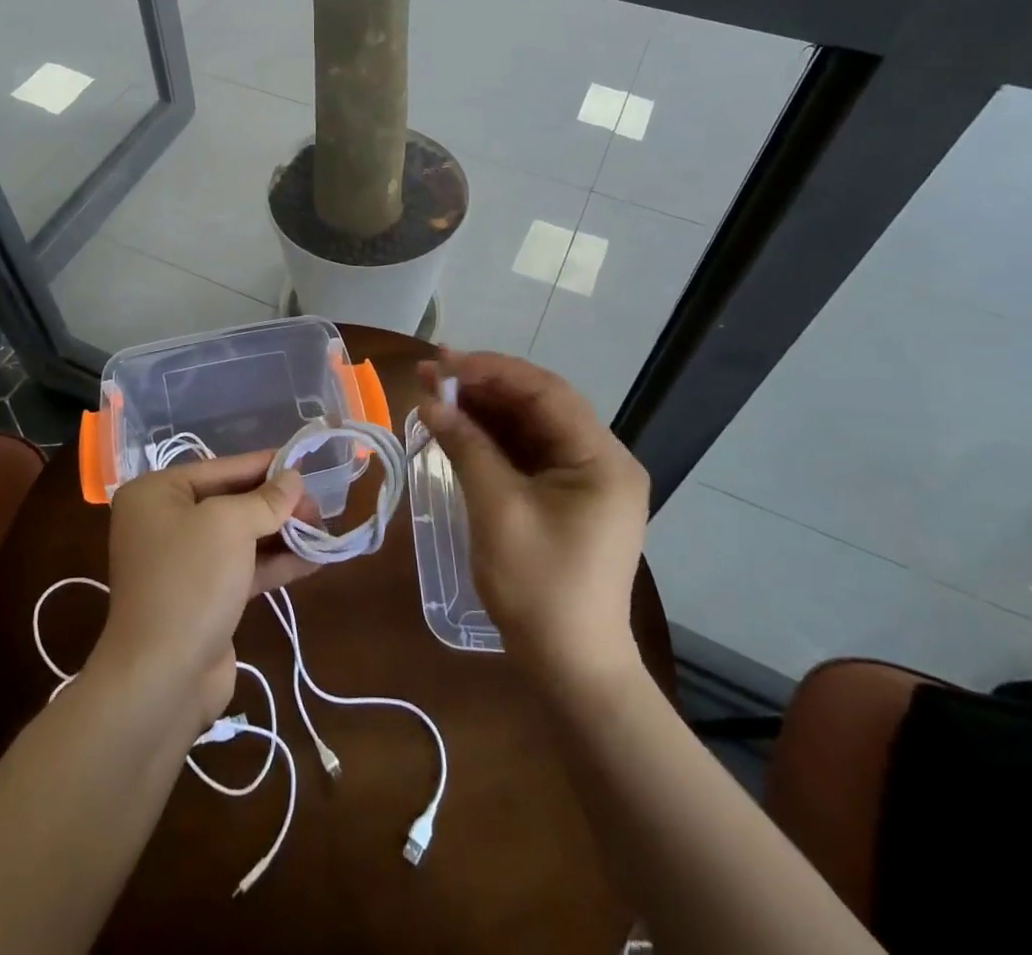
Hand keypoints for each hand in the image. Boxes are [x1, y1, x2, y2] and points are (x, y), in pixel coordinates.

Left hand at [92, 453, 315, 731]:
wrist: (162, 677)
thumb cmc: (191, 580)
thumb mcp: (231, 526)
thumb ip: (266, 499)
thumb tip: (294, 478)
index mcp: (156, 493)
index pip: (221, 468)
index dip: (265, 465)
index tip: (304, 461)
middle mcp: (164, 522)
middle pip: (232, 502)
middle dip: (277, 504)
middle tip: (320, 506)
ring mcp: (183, 563)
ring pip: (240, 537)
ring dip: (281, 534)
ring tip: (324, 530)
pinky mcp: (202, 598)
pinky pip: (242, 568)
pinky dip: (274, 564)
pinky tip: (312, 560)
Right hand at [419, 351, 649, 688]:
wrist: (571, 668)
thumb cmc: (539, 589)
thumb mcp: (498, 510)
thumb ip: (466, 447)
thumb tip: (430, 401)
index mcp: (601, 460)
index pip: (546, 392)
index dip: (492, 370)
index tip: (443, 363)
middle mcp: (600, 460)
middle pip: (538, 404)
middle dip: (482, 386)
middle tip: (430, 373)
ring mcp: (583, 479)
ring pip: (528, 425)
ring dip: (482, 409)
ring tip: (433, 393)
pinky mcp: (564, 496)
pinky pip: (525, 452)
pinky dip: (490, 438)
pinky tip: (455, 426)